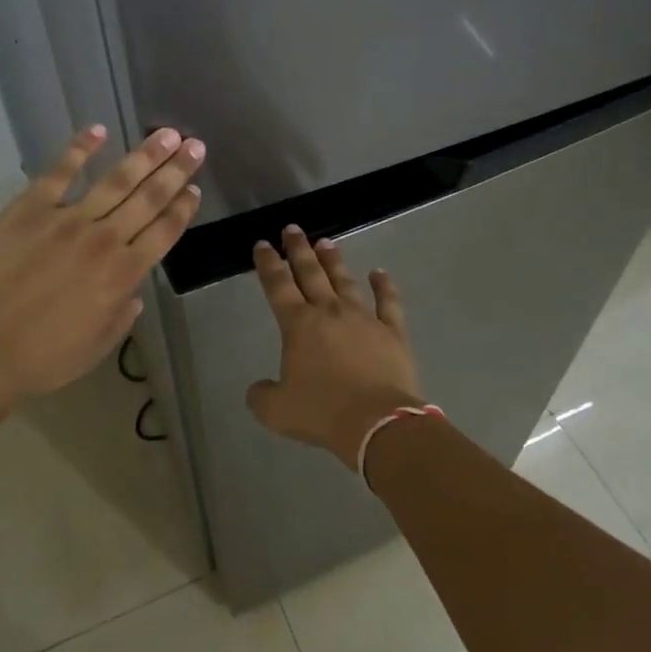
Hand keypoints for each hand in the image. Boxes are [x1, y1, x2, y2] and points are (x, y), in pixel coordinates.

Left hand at [0, 124, 205, 411]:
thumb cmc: (39, 359)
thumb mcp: (95, 348)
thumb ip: (120, 316)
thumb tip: (133, 293)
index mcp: (122, 275)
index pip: (164, 232)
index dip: (183, 208)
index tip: (195, 188)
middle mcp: (104, 240)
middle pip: (149, 198)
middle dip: (176, 170)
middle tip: (196, 145)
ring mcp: (67, 219)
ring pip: (116, 180)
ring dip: (144, 155)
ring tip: (166, 134)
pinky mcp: (30, 208)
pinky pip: (60, 171)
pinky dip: (80, 149)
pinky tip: (97, 130)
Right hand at [246, 226, 421, 467]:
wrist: (378, 423)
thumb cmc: (322, 412)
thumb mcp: (276, 411)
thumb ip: (261, 396)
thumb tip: (258, 388)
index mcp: (298, 325)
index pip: (278, 285)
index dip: (268, 263)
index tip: (262, 244)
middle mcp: (329, 312)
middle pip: (310, 272)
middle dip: (298, 249)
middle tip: (292, 228)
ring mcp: (363, 318)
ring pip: (345, 280)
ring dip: (333, 260)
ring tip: (326, 242)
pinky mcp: (392, 331)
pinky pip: (388, 302)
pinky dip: (384, 285)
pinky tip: (379, 272)